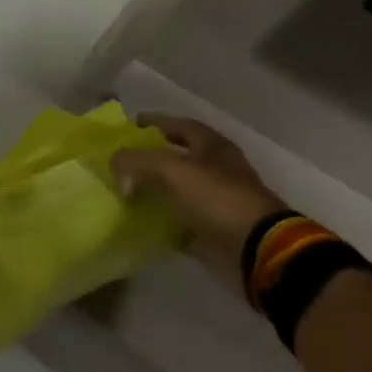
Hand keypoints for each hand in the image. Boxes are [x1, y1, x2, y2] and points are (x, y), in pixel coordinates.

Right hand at [109, 114, 289, 288]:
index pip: (181, 125)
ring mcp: (215, 203)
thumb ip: (136, 161)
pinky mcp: (210, 231)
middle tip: (121, 160)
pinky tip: (137, 220)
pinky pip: (178, 221)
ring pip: (176, 190)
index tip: (131, 123)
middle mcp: (216, 171)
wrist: (257, 250)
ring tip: (122, 189)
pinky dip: (159, 220)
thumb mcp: (171, 169)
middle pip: (177, 158)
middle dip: (149, 158)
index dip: (156, 121)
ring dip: (152, 190)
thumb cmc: (218, 198)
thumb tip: (115, 165)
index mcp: (213, 148)